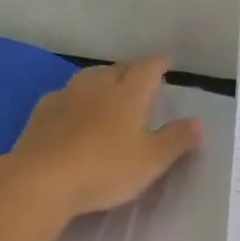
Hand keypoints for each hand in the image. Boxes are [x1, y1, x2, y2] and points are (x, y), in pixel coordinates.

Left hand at [5, 56, 201, 219]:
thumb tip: (198, 122)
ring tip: (110, 86)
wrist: (41, 181)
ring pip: (88, 78)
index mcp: (128, 94)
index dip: (158, 63)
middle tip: (141, 74)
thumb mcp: (151, 160)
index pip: (147, 69)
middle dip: (132, 69)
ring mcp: (65, 98)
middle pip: (117, 69)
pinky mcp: (41, 114)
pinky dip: (77, 97)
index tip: (167, 60)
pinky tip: (75, 108)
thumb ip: (176, 140)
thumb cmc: (105, 169)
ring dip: (103, 78)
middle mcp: (97, 87)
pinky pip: (65, 95)